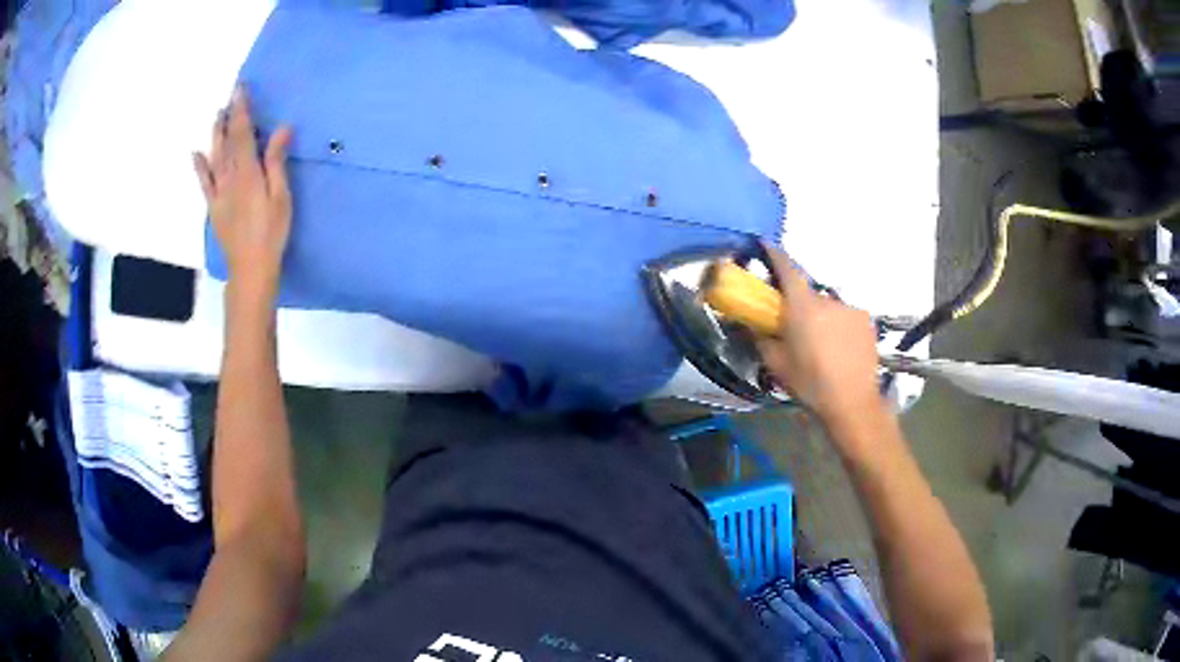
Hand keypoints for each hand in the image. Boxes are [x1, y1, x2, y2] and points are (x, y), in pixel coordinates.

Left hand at [193, 86, 292, 304]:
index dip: (241, 110)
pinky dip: (199, 167)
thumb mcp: (281, 196)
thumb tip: (281, 128)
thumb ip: (276, 162)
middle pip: (227, 142)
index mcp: (248, 172)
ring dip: (215, 135)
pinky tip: (196, 154)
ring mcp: (218, 192)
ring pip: (214, 157)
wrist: (250, 268)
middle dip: (228, 118)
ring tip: (216, 116)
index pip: (243, 133)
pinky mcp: (213, 207)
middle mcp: (229, 177)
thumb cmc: (272, 232)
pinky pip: (204, 183)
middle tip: (229, 98)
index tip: (240, 90)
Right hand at [755, 246, 883, 425]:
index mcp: (802, 306)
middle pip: (808, 292)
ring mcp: (850, 308)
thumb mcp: (776, 364)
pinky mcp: (866, 321)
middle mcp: (827, 299)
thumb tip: (749, 323)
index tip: (765, 245)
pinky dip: (838, 325)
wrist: (852, 402)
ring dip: (821, 317)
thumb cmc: (810, 383)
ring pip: (828, 306)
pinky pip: (845, 316)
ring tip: (821, 343)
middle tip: (795, 325)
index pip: (787, 268)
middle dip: (799, 303)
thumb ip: (760, 338)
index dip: (775, 254)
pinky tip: (839, 348)